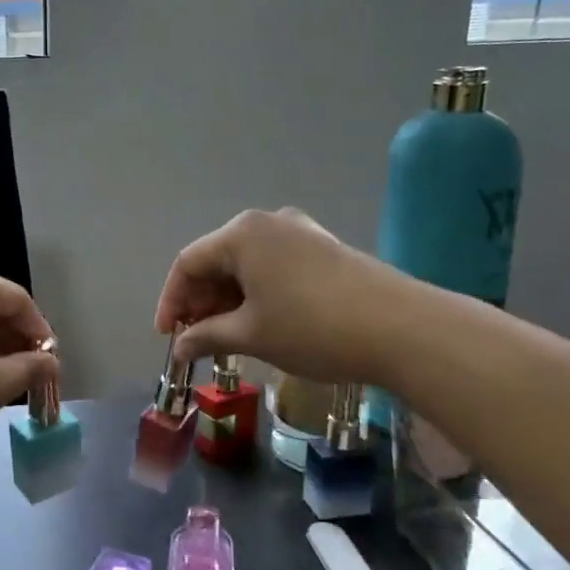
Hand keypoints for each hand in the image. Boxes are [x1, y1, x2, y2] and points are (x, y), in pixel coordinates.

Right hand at [154, 208, 415, 384]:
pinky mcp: (324, 248)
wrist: (402, 328)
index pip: (188, 262)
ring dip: (229, 298)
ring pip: (247, 264)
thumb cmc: (312, 328)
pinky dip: (257, 292)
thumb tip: (179, 346)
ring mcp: (300, 232)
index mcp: (242, 234)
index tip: (167, 336)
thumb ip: (206, 336)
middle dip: (201, 300)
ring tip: (227, 335)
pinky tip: (262, 320)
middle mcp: (267, 222)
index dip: (171, 300)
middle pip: (217, 259)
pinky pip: (274, 265)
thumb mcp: (251, 335)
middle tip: (197, 338)